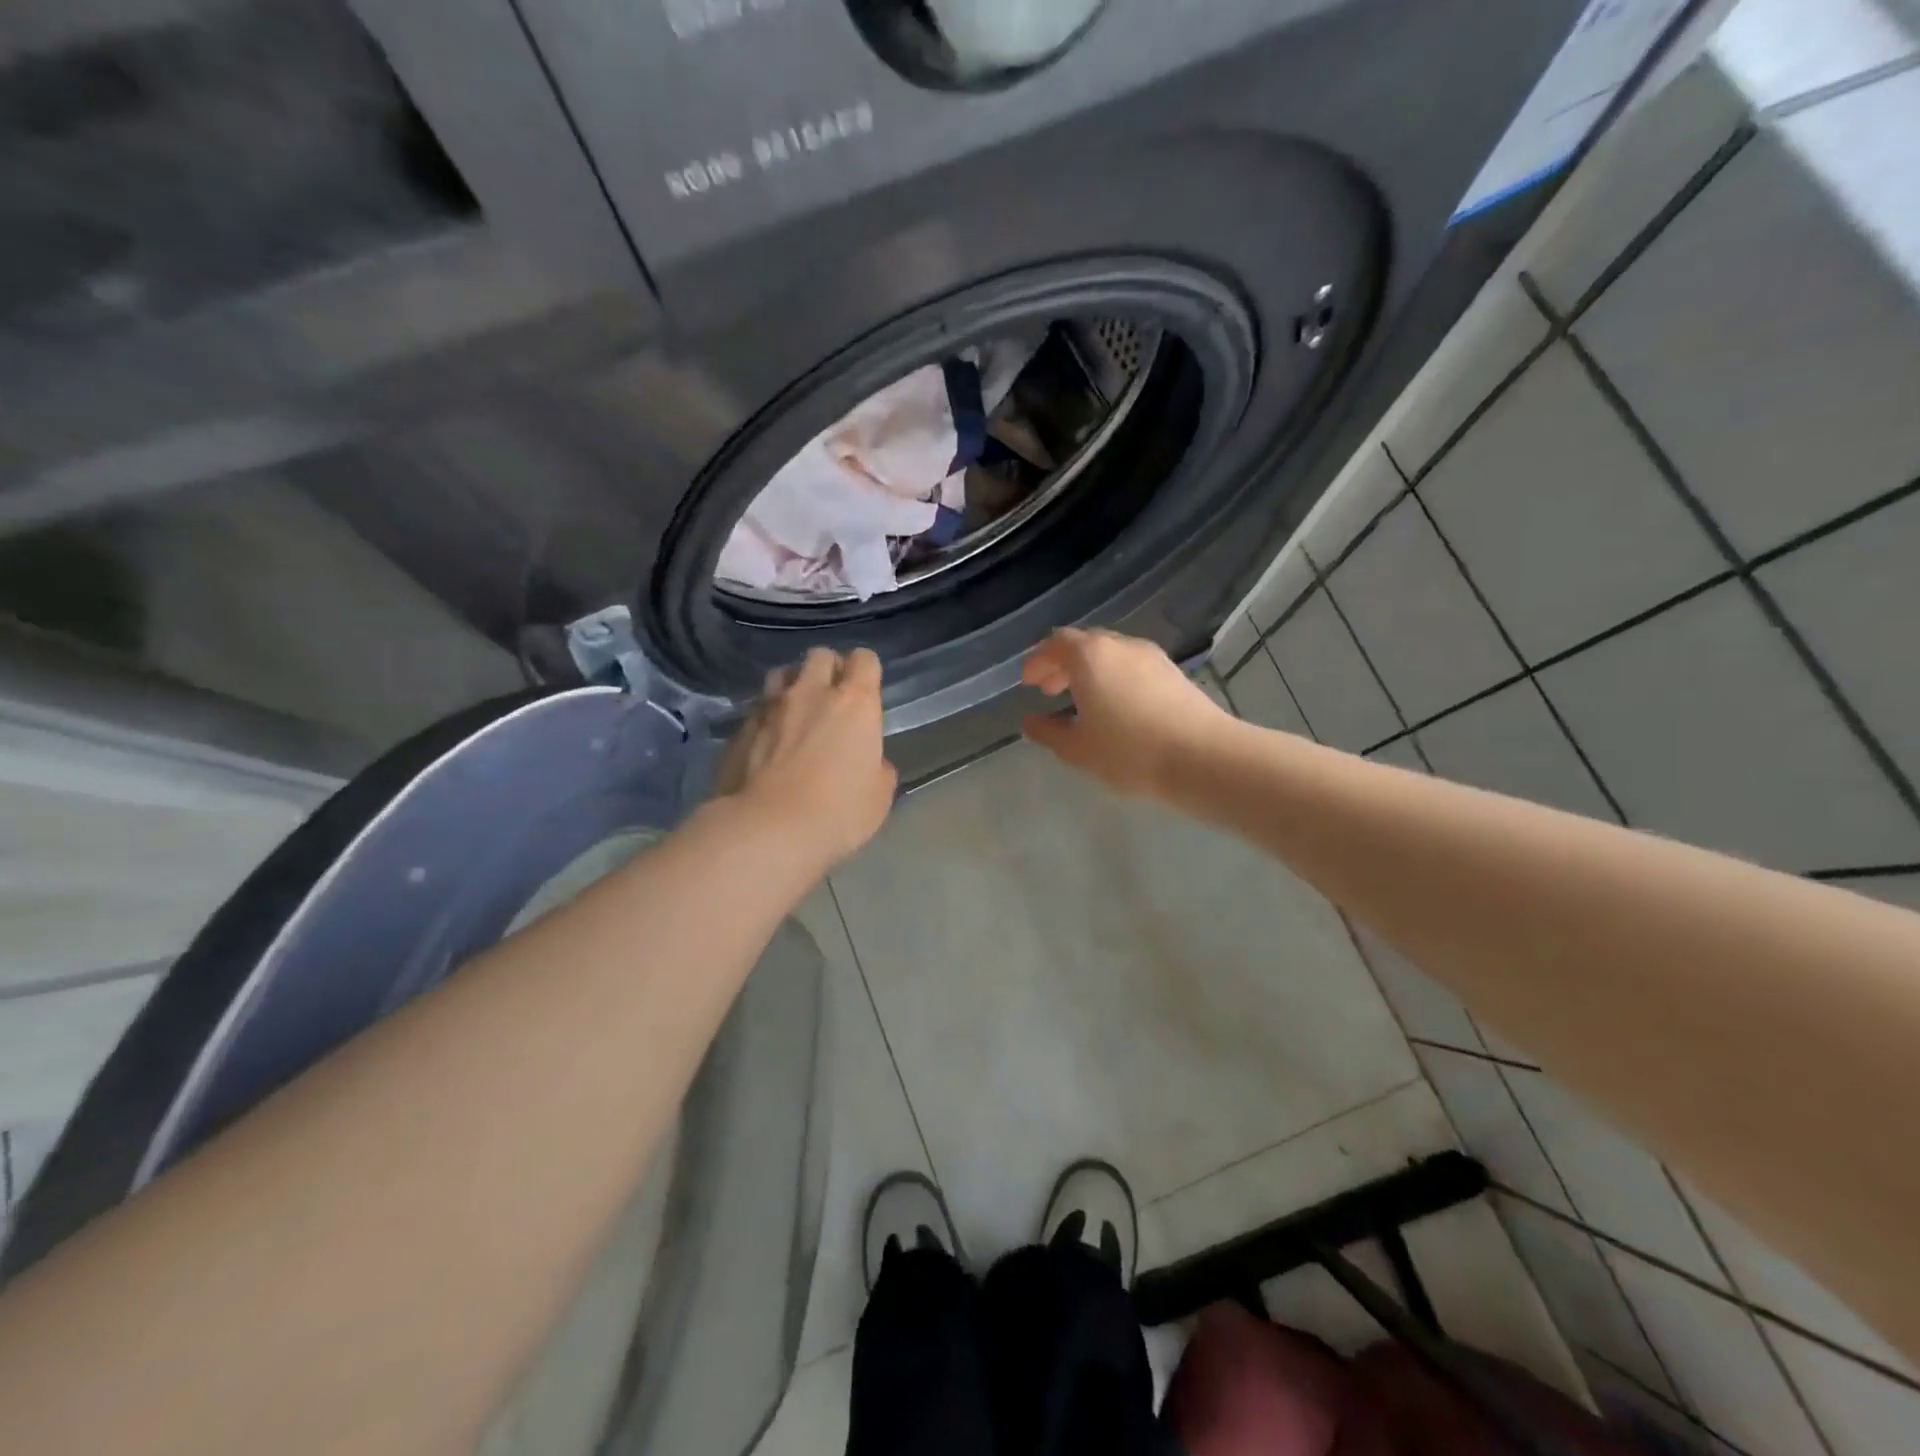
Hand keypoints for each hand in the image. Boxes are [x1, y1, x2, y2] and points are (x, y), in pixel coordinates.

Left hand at [716, 647, 896, 866]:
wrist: (768, 830)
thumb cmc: (838, 812)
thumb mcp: (879, 795)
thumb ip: (877, 766)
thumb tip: (868, 762)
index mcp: (854, 703)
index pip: (864, 659)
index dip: (866, 672)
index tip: (866, 692)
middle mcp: (811, 693)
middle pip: (819, 656)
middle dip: (828, 669)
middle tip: (831, 698)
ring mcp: (769, 707)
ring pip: (781, 674)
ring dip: (792, 686)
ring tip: (795, 713)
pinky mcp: (738, 729)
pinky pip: (756, 710)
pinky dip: (766, 718)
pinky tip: (767, 744)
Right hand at [1021, 629, 1230, 797]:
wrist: (1202, 757)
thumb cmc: (1129, 752)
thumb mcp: (1077, 749)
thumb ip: (1048, 733)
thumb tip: (1030, 722)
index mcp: (1090, 656)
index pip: (1055, 644)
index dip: (1038, 660)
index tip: (1028, 681)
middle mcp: (1120, 646)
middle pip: (1084, 644)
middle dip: (1062, 664)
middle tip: (1049, 690)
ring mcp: (1151, 656)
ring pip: (1110, 654)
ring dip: (1090, 671)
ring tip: (1082, 700)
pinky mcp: (1173, 672)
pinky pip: (1132, 666)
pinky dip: (1114, 678)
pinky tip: (1116, 707)